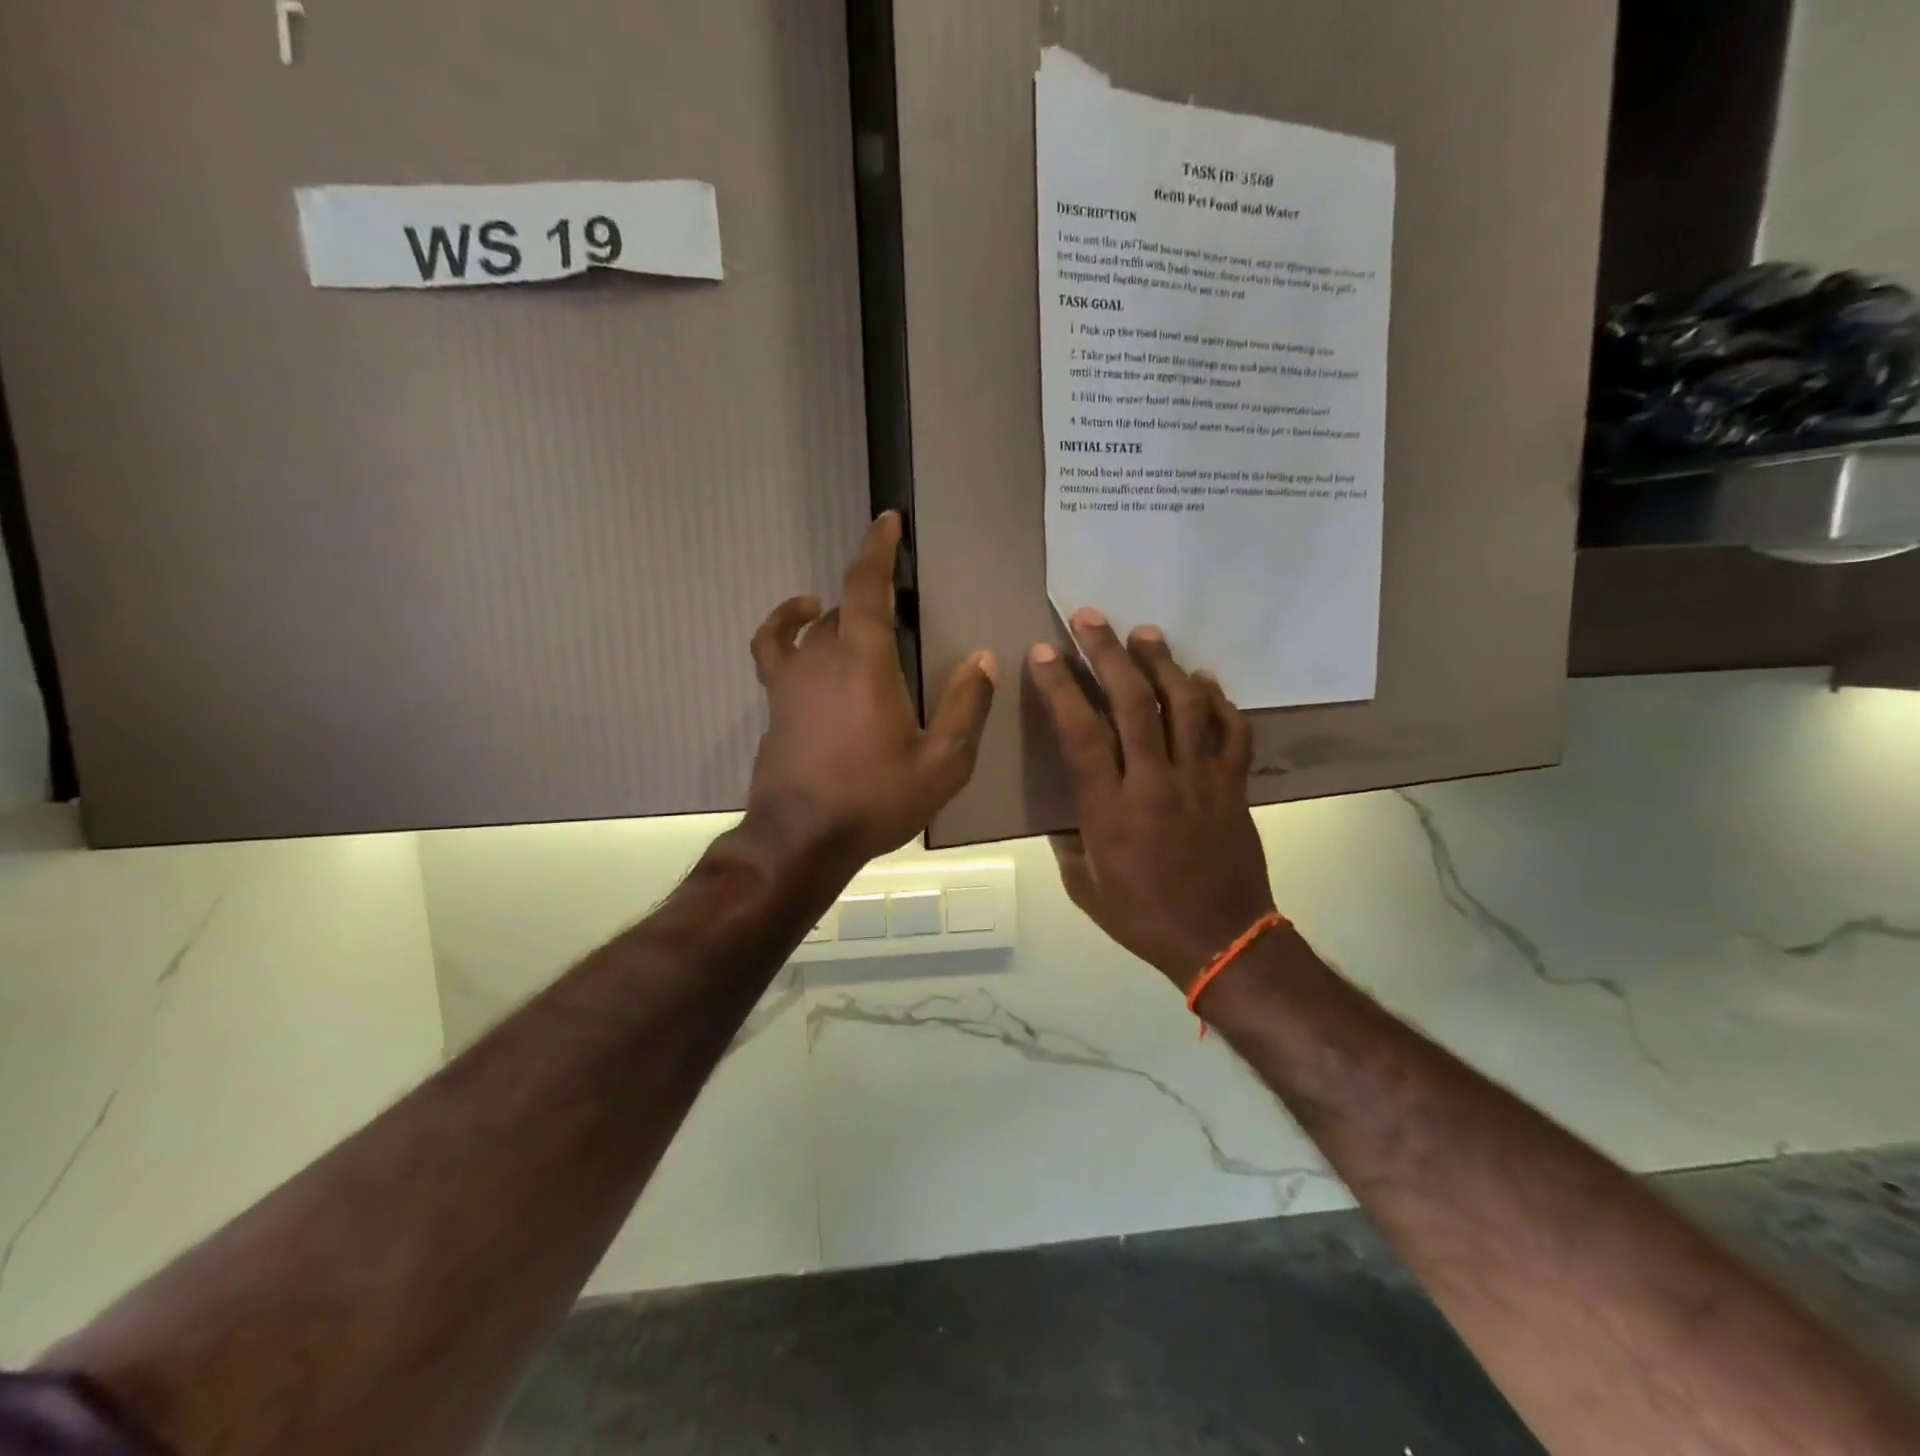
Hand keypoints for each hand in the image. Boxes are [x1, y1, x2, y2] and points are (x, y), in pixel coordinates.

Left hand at [746, 512, 996, 865]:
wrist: (801, 839)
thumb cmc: (874, 800)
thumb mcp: (941, 763)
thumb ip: (965, 708)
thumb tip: (984, 659)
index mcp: (865, 662)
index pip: (867, 586)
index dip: (877, 548)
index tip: (888, 520)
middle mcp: (822, 657)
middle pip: (845, 606)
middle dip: (873, 594)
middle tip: (902, 607)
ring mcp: (791, 679)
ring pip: (813, 626)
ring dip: (838, 613)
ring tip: (861, 617)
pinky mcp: (775, 702)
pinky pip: (775, 649)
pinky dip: (784, 628)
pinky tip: (801, 628)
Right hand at [1028, 609, 1274, 988]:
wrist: (1222, 941)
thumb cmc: (1144, 918)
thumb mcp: (1086, 888)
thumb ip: (1071, 843)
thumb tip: (1067, 812)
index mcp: (1110, 809)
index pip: (1080, 733)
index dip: (1060, 687)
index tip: (1044, 653)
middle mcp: (1154, 782)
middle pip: (1131, 703)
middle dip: (1107, 653)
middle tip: (1091, 617)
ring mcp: (1200, 779)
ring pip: (1183, 705)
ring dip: (1162, 663)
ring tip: (1145, 633)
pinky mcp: (1233, 785)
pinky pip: (1232, 732)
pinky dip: (1219, 701)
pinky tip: (1203, 680)